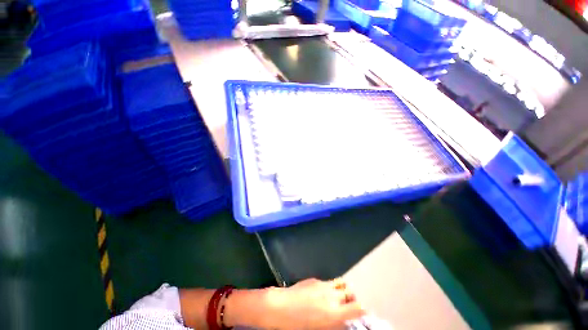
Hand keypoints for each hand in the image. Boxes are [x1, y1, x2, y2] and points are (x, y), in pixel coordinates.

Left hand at [267, 278, 365, 329]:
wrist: (281, 307)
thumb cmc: (298, 325)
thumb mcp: (319, 328)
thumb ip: (334, 322)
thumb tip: (342, 320)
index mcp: (334, 313)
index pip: (357, 308)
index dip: (362, 309)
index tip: (362, 312)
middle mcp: (331, 296)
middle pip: (350, 293)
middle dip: (352, 298)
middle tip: (348, 305)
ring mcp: (323, 285)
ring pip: (340, 283)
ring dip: (342, 290)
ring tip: (338, 296)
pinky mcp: (315, 279)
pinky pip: (327, 282)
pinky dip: (329, 287)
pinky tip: (321, 294)